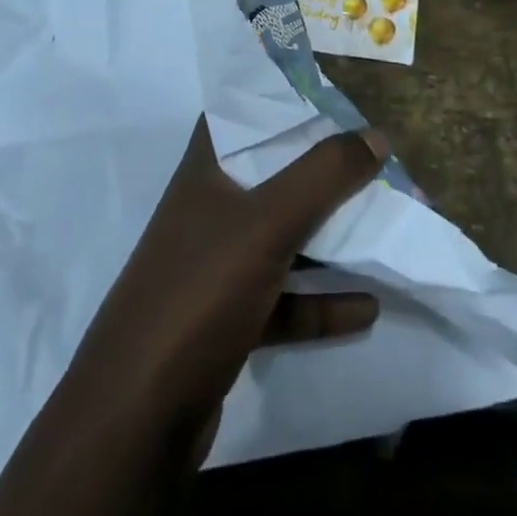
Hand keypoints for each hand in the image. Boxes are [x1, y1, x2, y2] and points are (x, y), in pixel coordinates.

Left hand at [0, 118, 388, 515]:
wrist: (135, 422)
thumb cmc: (199, 292)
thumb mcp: (268, 222)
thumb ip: (324, 174)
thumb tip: (376, 135)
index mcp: (207, 170)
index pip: (242, 112)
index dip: (282, 98)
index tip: (330, 94)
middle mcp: (210, 209)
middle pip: (274, 174)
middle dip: (323, 170)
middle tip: (372, 160)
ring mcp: (216, 267)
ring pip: (282, 236)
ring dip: (329, 236)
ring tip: (381, 228)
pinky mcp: (226, 320)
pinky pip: (284, 298)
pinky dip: (321, 300)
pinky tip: (365, 308)